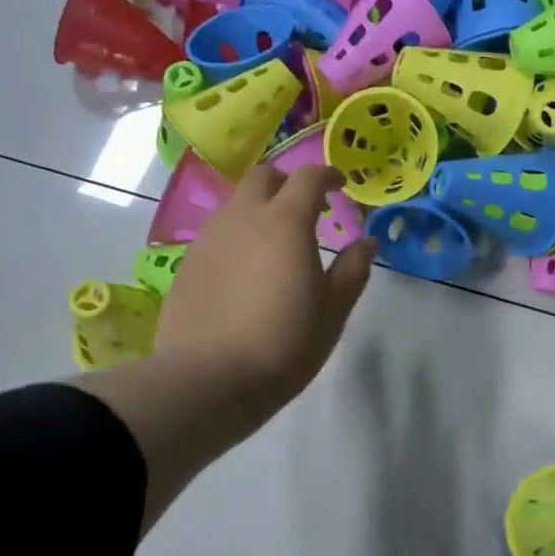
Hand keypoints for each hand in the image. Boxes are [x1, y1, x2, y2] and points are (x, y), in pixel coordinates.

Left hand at [152, 165, 374, 422]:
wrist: (208, 380)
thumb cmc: (283, 344)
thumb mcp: (332, 310)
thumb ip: (353, 270)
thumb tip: (366, 243)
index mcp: (284, 222)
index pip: (308, 177)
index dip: (327, 175)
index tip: (340, 185)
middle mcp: (242, 218)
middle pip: (263, 177)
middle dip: (288, 183)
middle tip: (306, 210)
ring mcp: (208, 238)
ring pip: (236, 205)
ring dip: (259, 210)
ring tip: (274, 243)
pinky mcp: (187, 263)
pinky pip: (217, 233)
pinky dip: (237, 236)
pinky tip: (244, 270)